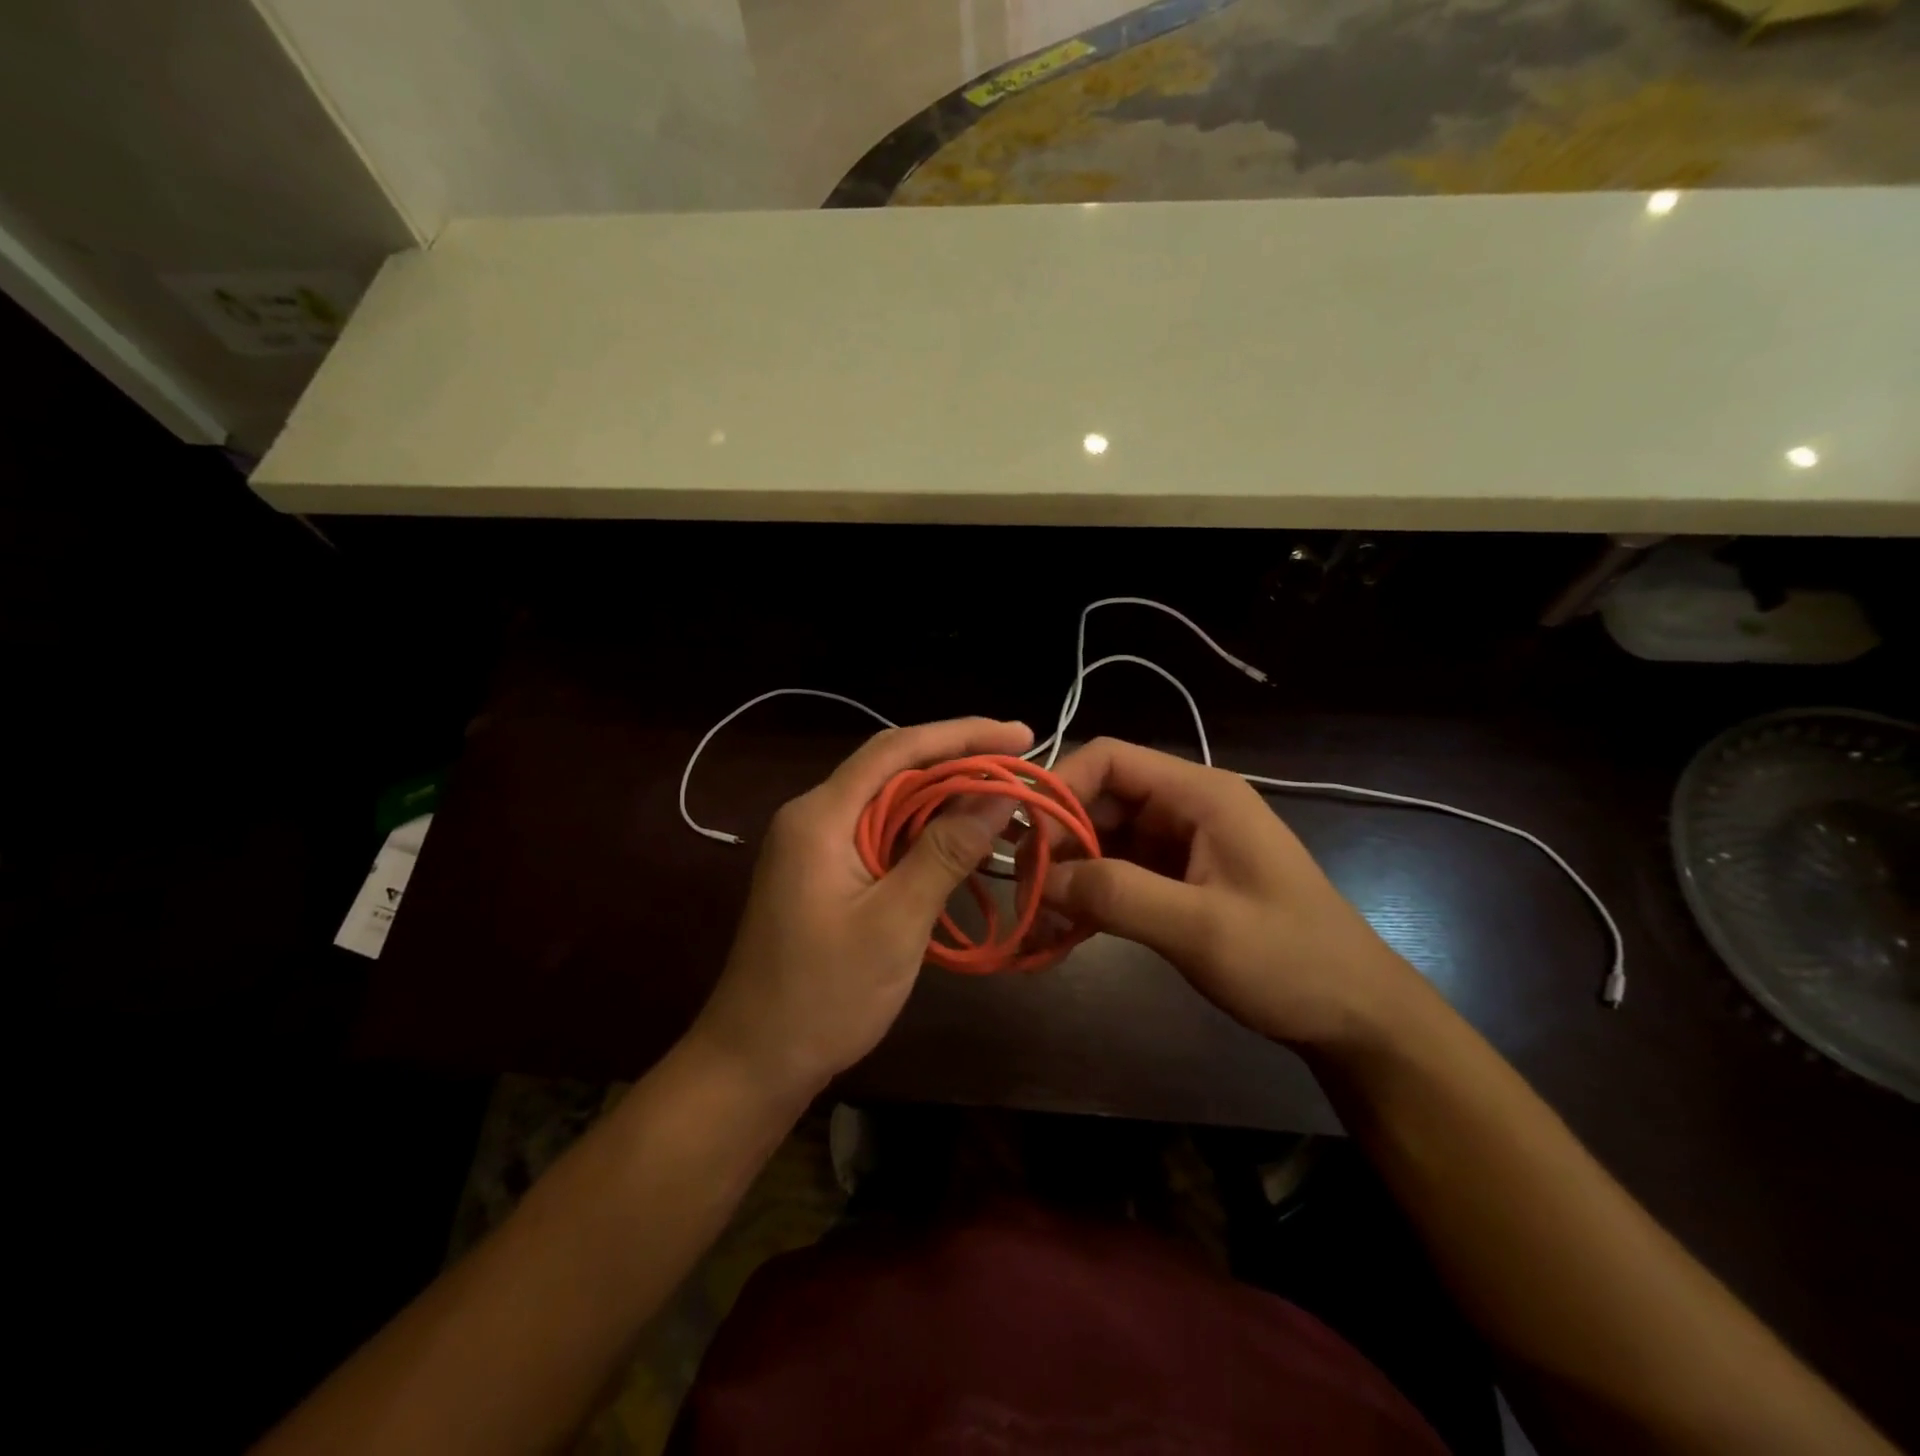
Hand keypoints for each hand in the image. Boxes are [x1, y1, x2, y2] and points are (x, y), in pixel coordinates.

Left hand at [693, 717, 1034, 1101]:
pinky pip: (880, 832)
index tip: (1021, 735)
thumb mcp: (895, 922)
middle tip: (1021, 766)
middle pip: (893, 768)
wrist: (754, 1061)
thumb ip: (946, 851)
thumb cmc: (824, 996)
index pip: (897, 750)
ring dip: (943, 796)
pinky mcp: (823, 870)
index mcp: (821, 816)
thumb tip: (999, 793)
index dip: (962, 734)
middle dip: (958, 761)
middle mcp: (814, 815)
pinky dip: (923, 830)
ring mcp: (815, 844)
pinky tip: (958, 838)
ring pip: (888, 800)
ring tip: (1003, 797)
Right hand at [1040, 738, 1423, 1049]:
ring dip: (1068, 874)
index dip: (1060, 789)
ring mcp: (1180, 845)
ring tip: (1036, 920)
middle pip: (1099, 799)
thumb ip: (1118, 894)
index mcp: (1199, 794)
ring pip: (1102, 840)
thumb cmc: (1291, 961)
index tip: (1028, 842)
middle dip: (1057, 840)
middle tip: (1026, 892)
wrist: (1355, 1015)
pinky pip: (1117, 875)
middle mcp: (1185, 808)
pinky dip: (1089, 898)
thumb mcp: (1202, 929)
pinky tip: (1063, 934)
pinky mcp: (1176, 880)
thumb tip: (1041, 878)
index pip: (1110, 759)